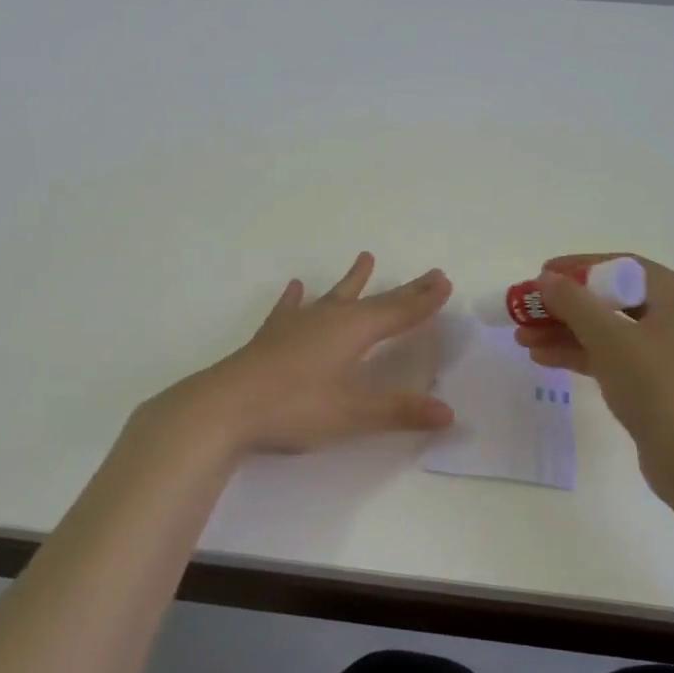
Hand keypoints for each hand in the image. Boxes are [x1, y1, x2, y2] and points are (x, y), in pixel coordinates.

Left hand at [153, 253, 455, 454]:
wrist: (224, 407)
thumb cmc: (293, 408)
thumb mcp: (352, 414)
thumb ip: (400, 411)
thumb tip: (449, 412)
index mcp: (352, 331)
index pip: (398, 313)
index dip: (423, 301)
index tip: (444, 282)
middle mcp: (328, 318)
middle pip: (374, 300)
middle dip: (404, 290)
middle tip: (429, 274)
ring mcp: (297, 324)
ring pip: (334, 296)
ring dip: (353, 281)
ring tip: (366, 258)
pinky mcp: (272, 336)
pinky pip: (290, 309)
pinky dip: (296, 298)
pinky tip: (296, 286)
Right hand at [513, 253, 673, 490]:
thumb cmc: (660, 387)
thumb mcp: (611, 338)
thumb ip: (574, 303)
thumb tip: (545, 279)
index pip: (621, 267)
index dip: (577, 268)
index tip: (540, 276)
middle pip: (611, 299)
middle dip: (564, 306)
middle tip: (525, 310)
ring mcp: (667, 352)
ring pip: (607, 331)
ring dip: (564, 332)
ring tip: (522, 337)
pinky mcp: (656, 383)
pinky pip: (612, 357)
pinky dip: (580, 354)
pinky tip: (543, 358)